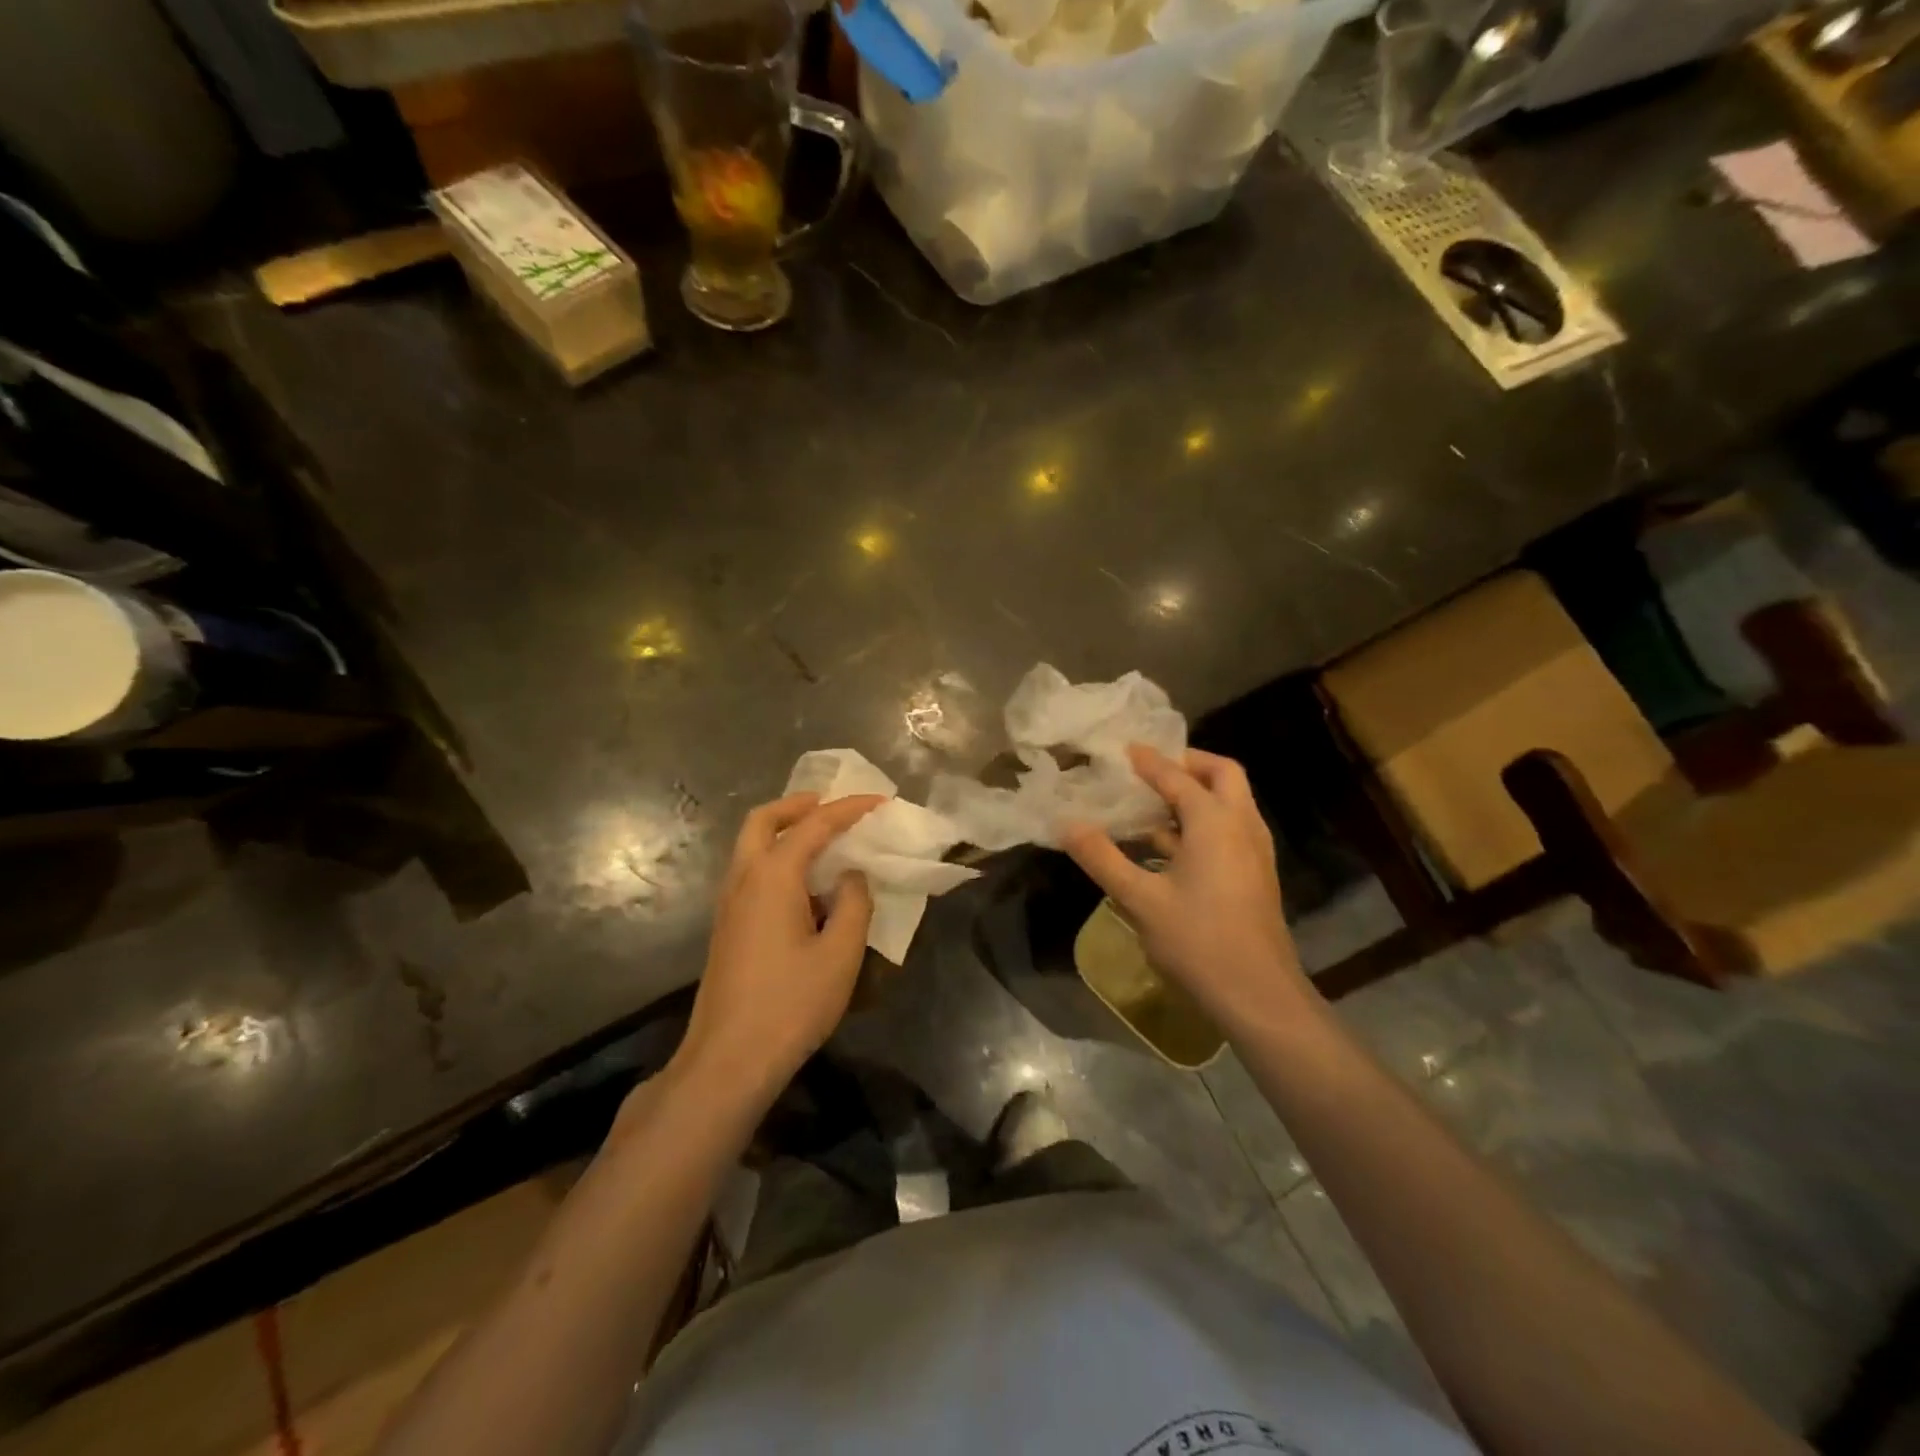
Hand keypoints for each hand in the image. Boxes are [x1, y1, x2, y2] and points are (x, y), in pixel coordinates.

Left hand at [679, 791, 882, 1097]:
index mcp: (772, 876)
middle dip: (797, 805)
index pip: (815, 825)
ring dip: (783, 831)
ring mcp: (728, 904)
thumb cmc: (790, 1004)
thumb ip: (854, 904)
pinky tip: (805, 888)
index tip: (880, 800)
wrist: (728, 1060)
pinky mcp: (726, 928)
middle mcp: (743, 879)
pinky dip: (775, 858)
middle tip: (831, 805)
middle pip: (762, 820)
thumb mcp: (840, 954)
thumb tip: (851, 876)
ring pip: (750, 846)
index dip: (850, 808)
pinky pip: (750, 872)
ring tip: (823, 841)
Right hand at [1061, 746, 1314, 1029]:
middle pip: (1222, 774)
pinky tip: (1170, 845)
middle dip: (1188, 764)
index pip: (1177, 777)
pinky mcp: (1256, 874)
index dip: (1150, 761)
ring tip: (1154, 803)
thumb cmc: (1198, 941)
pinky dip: (1204, 820)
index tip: (1125, 749)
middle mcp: (1241, 825)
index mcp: (1214, 822)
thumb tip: (1066, 824)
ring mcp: (1255, 851)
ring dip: (1197, 793)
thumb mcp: (1140, 899)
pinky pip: (1231, 827)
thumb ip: (1102, 857)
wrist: (1258, 995)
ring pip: (1231, 802)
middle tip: (1152, 768)